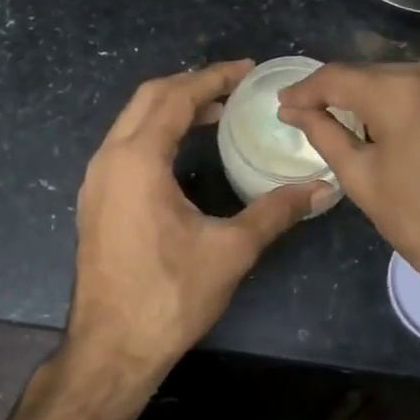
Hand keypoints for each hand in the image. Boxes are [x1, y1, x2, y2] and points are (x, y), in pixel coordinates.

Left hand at [69, 61, 328, 390]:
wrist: (110, 349)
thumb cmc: (169, 296)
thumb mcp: (230, 250)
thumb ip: (276, 211)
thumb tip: (323, 188)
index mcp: (137, 159)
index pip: (176, 97)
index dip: (214, 78)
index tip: (248, 70)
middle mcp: (109, 158)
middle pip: (149, 98)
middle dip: (192, 85)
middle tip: (235, 87)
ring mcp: (96, 179)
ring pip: (133, 121)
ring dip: (173, 108)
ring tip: (217, 112)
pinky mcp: (96, 199)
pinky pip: (126, 145)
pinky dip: (157, 132)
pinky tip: (185, 149)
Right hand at [278, 58, 419, 293]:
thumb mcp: (362, 179)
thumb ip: (324, 133)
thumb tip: (291, 108)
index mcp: (401, 92)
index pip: (338, 77)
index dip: (306, 89)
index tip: (286, 103)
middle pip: (375, 73)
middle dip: (346, 94)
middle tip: (320, 114)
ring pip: (410, 75)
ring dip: (385, 94)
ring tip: (369, 123)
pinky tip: (414, 121)